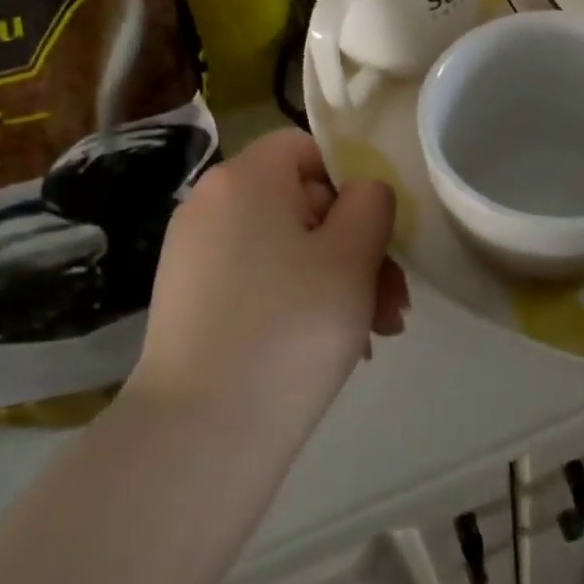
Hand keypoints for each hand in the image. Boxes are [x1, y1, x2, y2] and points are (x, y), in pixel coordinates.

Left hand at [129, 129, 407, 439]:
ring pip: (287, 248)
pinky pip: (259, 281)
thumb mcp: (353, 255)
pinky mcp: (191, 301)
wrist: (200, 434)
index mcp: (245, 178)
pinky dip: (297, 302)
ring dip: (337, 282)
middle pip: (303, 204)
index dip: (352, 183)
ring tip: (374, 337)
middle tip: (393, 306)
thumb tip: (362, 193)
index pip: (308, 149)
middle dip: (357, 249)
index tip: (378, 237)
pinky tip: (334, 349)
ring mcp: (195, 255)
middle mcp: (211, 204)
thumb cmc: (291, 327)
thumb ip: (372, 203)